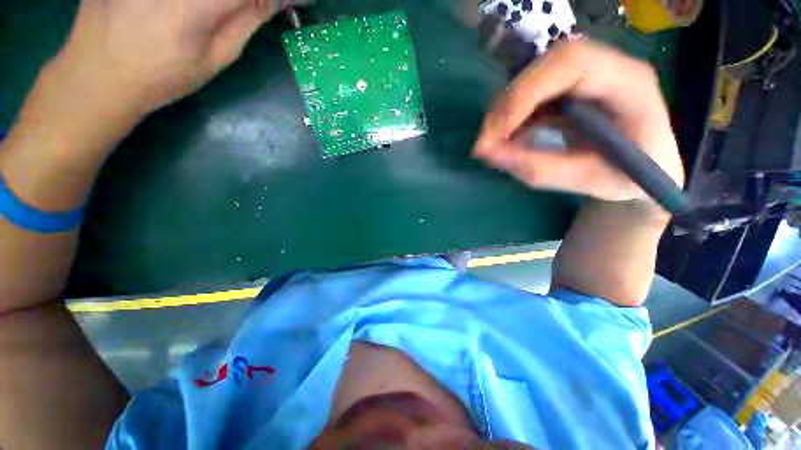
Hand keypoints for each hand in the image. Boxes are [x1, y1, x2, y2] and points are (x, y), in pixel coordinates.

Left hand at [51, 0, 308, 112]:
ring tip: (220, 16)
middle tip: (256, 9)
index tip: (297, 1)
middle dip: (246, 0)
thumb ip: (246, 21)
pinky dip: (207, 0)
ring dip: (225, 2)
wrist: (99, 72)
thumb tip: (275, 1)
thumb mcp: (215, 57)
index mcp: (196, 3)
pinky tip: (192, 11)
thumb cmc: (163, 75)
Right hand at [474, 39, 684, 203]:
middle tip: (485, 144)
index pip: (570, 65)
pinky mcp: (570, 87)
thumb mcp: (584, 180)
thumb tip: (487, 154)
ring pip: (532, 78)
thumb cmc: (628, 177)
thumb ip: (536, 167)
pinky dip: (512, 117)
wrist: (646, 168)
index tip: (496, 135)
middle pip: (544, 67)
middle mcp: (608, 67)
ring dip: (505, 112)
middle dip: (506, 106)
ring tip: (494, 145)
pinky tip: (508, 139)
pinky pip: (531, 93)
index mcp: (628, 83)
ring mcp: (588, 74)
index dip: (525, 94)